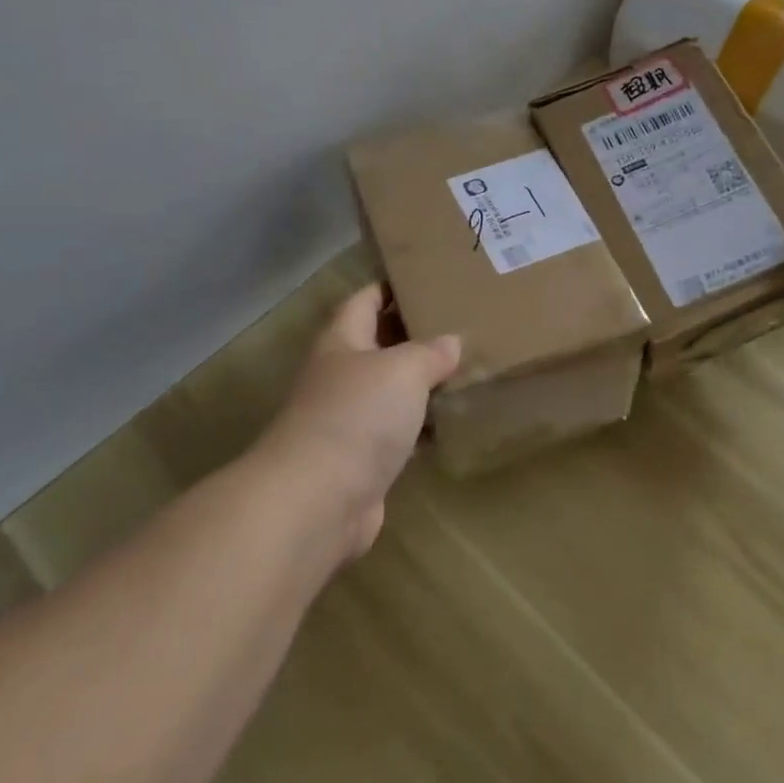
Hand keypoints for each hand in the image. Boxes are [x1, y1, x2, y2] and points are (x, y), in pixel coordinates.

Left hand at [257, 284, 459, 558]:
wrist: (317, 502)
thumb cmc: (356, 416)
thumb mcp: (403, 369)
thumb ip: (430, 352)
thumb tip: (451, 342)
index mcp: (342, 342)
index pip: (364, 301)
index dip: (389, 287)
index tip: (425, 280)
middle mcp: (340, 377)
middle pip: (378, 346)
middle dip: (414, 335)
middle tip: (459, 323)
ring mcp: (348, 422)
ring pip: (391, 392)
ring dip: (422, 384)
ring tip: (466, 369)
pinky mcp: (362, 462)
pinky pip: (398, 434)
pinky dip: (422, 427)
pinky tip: (454, 422)